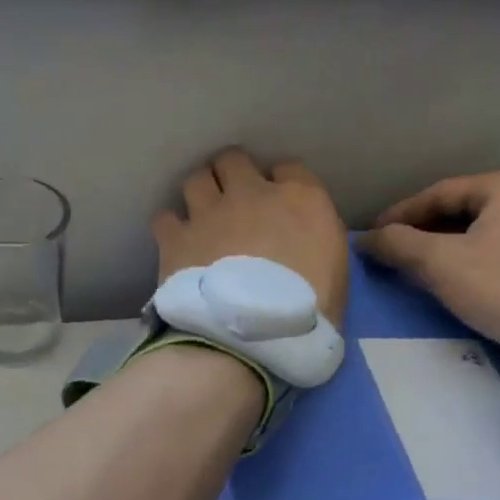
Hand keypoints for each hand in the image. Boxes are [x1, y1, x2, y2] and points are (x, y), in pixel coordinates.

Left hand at [153, 149, 348, 326]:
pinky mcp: (175, 238)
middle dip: (230, 176)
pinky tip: (175, 244)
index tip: (274, 206)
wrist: (250, 338)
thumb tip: (301, 247)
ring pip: (196, 179)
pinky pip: (164, 217)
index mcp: (300, 199)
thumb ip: (316, 245)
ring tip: (201, 218)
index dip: (278, 185)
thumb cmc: (306, 315)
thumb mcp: (335, 274)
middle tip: (230, 203)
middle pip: (233, 161)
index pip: (288, 169)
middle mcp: (252, 194)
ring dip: (199, 194)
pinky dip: (169, 228)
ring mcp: (209, 213)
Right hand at [357, 169, 499, 341]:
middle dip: (434, 228)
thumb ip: (398, 244)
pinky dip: (497, 255)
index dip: (401, 214)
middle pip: (473, 208)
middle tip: (404, 250)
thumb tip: (367, 239)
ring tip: (441, 264)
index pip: (441, 193)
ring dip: (466, 242)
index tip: (376, 234)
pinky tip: (485, 275)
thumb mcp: (439, 263)